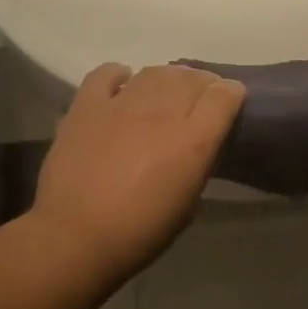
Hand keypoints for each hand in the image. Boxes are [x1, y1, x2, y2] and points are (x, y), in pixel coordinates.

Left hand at [31, 63, 244, 276]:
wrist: (75, 237)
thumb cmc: (139, 232)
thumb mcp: (188, 204)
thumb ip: (198, 165)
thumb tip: (198, 146)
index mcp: (193, 140)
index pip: (224, 95)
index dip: (232, 94)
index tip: (230, 102)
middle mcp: (162, 113)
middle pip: (191, 77)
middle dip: (202, 83)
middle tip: (198, 99)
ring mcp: (121, 105)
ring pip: (155, 71)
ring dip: (167, 78)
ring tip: (165, 92)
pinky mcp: (87, 106)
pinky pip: (106, 73)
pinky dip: (120, 75)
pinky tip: (123, 87)